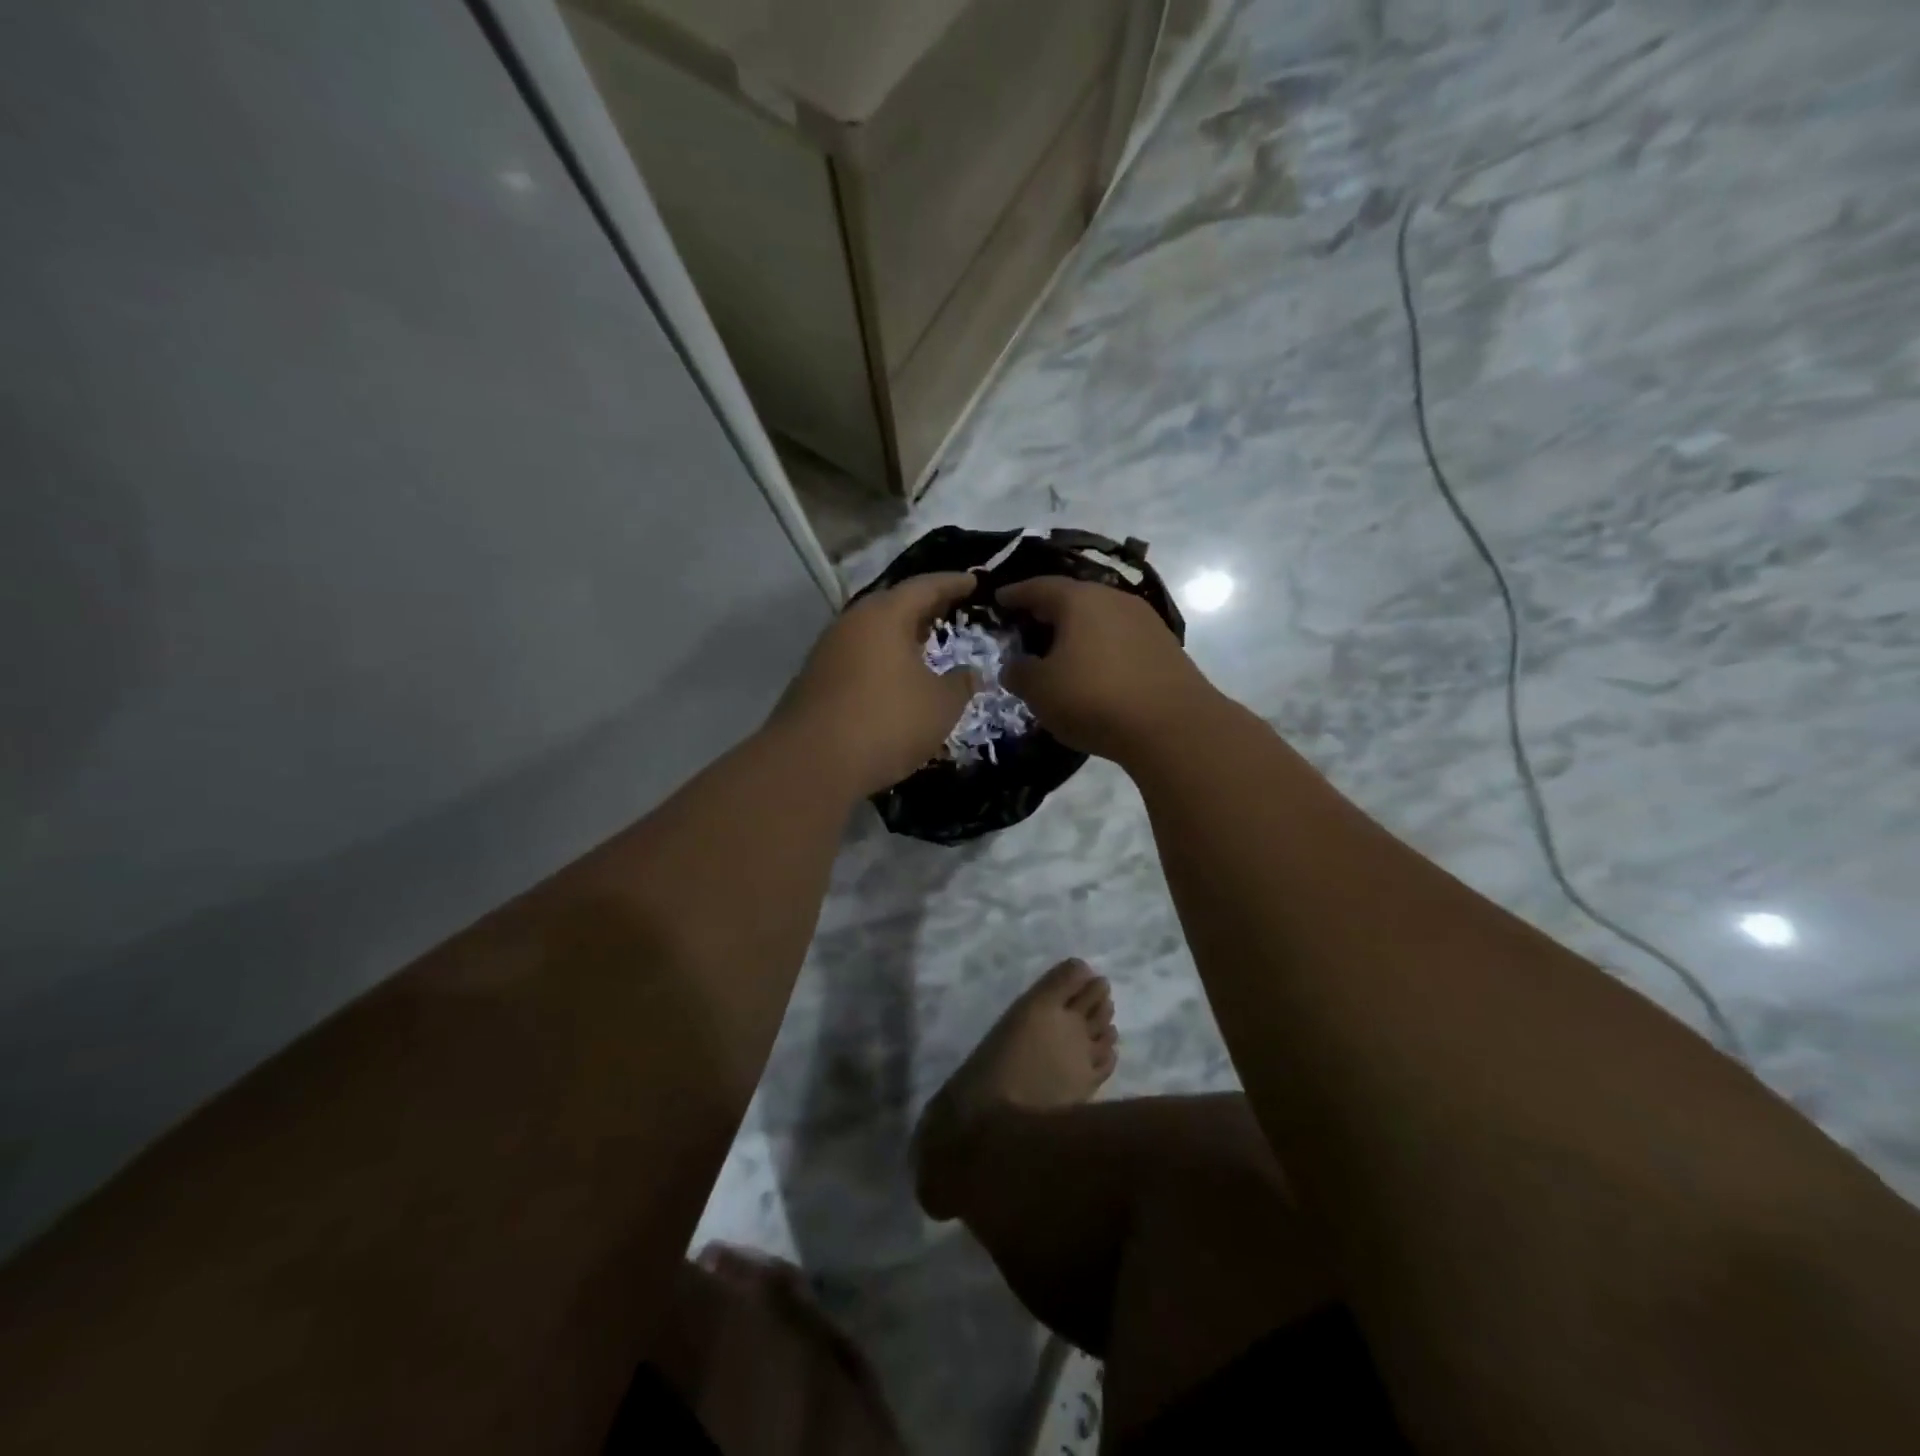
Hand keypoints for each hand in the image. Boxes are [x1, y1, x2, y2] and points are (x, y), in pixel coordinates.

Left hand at [775, 573, 977, 794]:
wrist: (811, 763)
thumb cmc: (887, 722)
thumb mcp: (940, 705)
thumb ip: (960, 684)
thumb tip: (970, 673)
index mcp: (885, 615)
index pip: (925, 587)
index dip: (952, 583)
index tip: (973, 581)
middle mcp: (851, 623)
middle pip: (893, 605)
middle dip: (923, 608)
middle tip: (949, 610)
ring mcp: (827, 651)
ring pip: (872, 632)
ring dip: (899, 636)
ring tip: (924, 645)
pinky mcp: (814, 680)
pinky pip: (857, 657)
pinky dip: (881, 660)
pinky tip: (893, 679)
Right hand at [997, 576, 1214, 761]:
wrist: (1173, 726)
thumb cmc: (1094, 698)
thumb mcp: (1040, 690)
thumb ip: (1019, 673)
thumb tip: (1014, 666)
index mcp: (1079, 599)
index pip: (1038, 587)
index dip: (1014, 594)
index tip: (998, 600)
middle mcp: (1114, 599)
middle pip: (1072, 599)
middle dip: (1046, 612)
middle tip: (1026, 628)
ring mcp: (1144, 621)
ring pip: (1099, 619)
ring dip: (1076, 632)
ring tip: (1058, 653)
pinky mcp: (1164, 646)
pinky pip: (1119, 639)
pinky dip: (1100, 648)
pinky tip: (1093, 670)